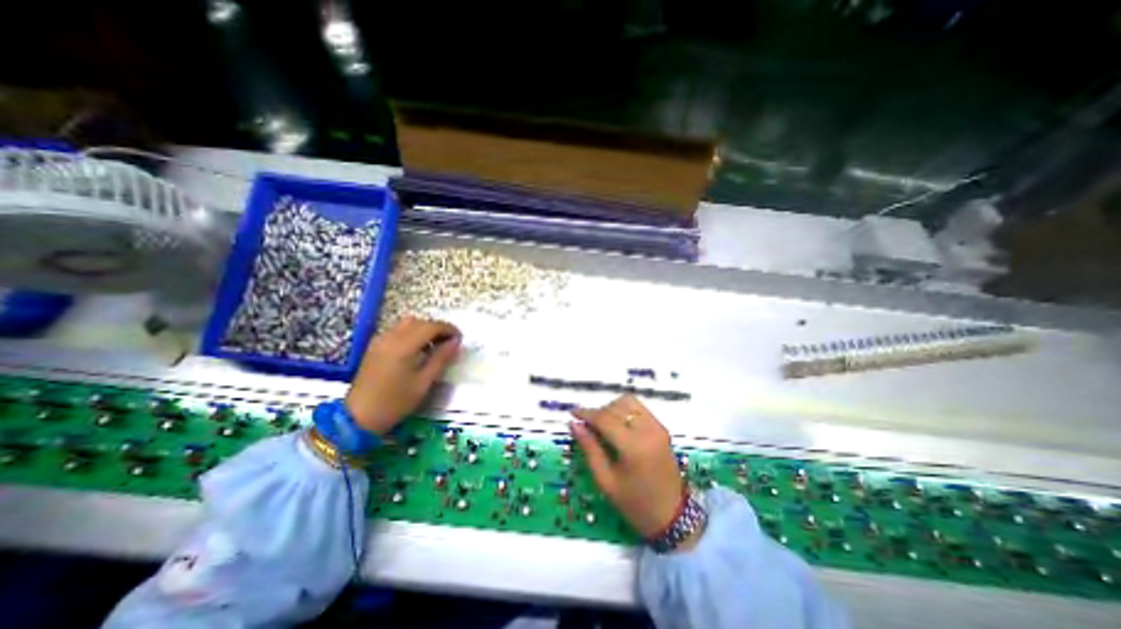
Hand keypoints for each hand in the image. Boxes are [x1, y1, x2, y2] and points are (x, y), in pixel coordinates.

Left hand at [347, 318, 459, 433]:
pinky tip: (417, 349)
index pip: (431, 326)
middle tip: (449, 342)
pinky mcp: (374, 347)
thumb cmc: (396, 401)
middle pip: (419, 322)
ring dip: (424, 329)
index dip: (448, 329)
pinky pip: (397, 331)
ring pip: (407, 324)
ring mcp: (380, 341)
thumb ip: (441, 358)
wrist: (359, 417)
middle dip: (437, 328)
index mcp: (404, 346)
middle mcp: (391, 337)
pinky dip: (411, 333)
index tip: (460, 338)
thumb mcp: (424, 382)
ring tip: (434, 345)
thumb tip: (456, 342)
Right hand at [572, 398, 698, 543]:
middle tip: (588, 427)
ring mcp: (657, 427)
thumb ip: (589, 448)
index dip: (586, 413)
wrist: (672, 516)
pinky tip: (618, 427)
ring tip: (603, 426)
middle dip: (599, 412)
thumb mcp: (605, 481)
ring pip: (629, 402)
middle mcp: (648, 430)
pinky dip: (625, 411)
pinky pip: (639, 409)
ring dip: (613, 409)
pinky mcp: (662, 428)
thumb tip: (574, 424)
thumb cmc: (635, 503)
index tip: (573, 413)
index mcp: (633, 446)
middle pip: (617, 406)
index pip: (605, 419)